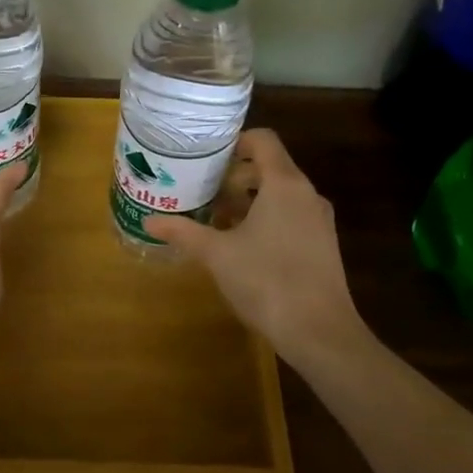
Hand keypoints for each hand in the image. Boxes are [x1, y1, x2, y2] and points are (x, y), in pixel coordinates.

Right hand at [148, 129, 361, 366]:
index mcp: (284, 184)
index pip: (263, 140)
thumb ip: (184, 232)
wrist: (320, 332)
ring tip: (216, 219)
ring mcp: (318, 220)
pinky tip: (242, 245)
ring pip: (280, 194)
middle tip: (203, 191)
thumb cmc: (267, 281)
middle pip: (269, 167)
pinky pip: (291, 216)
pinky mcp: (322, 245)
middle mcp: (306, 194)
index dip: (234, 141)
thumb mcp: (217, 254)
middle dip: (235, 176)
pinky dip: (266, 218)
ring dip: (249, 200)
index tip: (207, 157)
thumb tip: (149, 220)